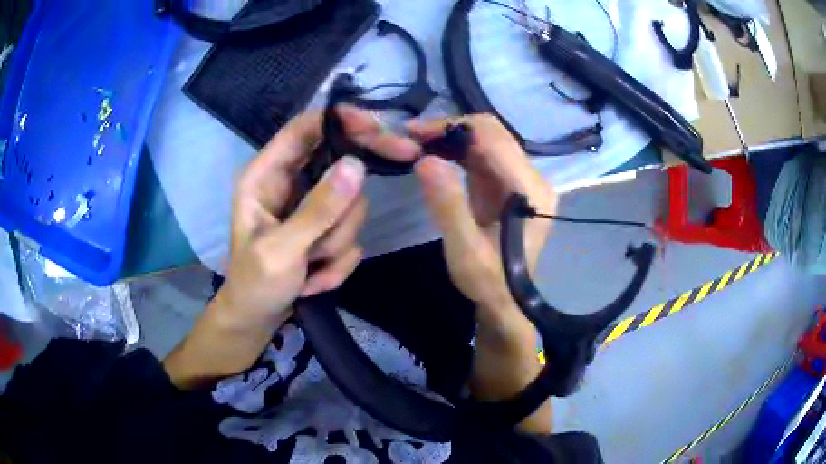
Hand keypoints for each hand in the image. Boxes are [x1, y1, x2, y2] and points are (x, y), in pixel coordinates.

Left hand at [164, 106, 418, 388]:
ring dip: (336, 243)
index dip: (340, 120)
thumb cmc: (254, 284)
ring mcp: (313, 207)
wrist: (258, 320)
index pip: (305, 128)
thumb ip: (317, 210)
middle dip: (348, 199)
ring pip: (351, 205)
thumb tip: (356, 165)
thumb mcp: (280, 250)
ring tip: (310, 269)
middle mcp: (292, 183)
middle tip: (376, 194)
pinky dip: (339, 262)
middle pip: (338, 163)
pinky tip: (314, 279)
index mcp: (266, 175)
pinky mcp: (328, 229)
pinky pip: (352, 234)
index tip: (377, 128)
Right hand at [410, 114, 555, 432]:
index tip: (414, 133)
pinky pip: (483, 155)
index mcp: (530, 190)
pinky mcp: (509, 184)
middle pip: (492, 133)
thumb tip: (426, 160)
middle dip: (450, 128)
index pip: (493, 138)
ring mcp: (522, 179)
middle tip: (412, 137)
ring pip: (487, 140)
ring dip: (452, 137)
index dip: (452, 127)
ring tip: (418, 143)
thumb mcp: (464, 251)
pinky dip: (457, 151)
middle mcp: (532, 177)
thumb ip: (448, 206)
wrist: (507, 301)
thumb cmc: (489, 282)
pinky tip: (435, 155)